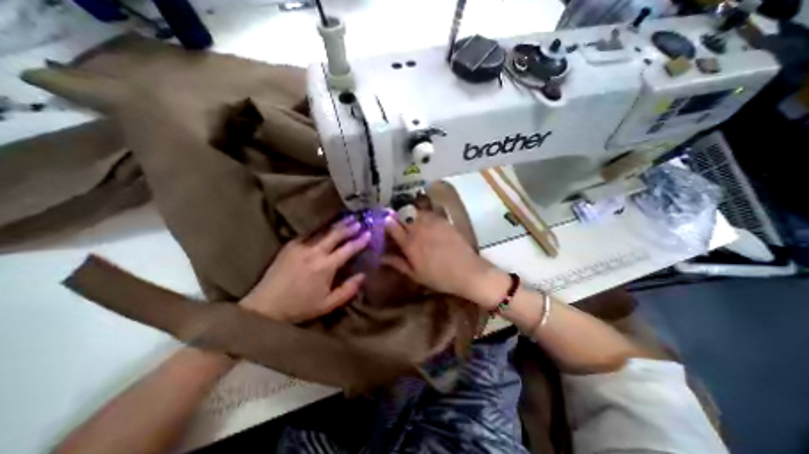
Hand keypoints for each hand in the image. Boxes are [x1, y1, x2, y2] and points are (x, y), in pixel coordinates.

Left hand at [241, 216, 369, 320]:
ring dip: (337, 224)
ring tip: (347, 218)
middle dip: (349, 227)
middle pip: (336, 235)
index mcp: (326, 266)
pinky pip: (308, 233)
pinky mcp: (290, 246)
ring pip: (323, 231)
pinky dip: (320, 228)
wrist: (265, 306)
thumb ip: (348, 290)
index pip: (348, 249)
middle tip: (359, 221)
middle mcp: (315, 252)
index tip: (369, 233)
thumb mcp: (328, 304)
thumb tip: (363, 276)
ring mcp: (301, 247)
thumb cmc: (300, 307)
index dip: (360, 241)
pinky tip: (325, 225)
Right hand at [382, 210, 499, 302]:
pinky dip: (423, 215)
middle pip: (402, 215)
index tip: (383, 224)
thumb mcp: (415, 274)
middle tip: (396, 223)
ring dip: (409, 214)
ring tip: (410, 221)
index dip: (385, 223)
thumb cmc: (439, 277)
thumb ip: (398, 263)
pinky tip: (425, 222)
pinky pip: (428, 213)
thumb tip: (382, 257)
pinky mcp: (443, 221)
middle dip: (396, 217)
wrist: (467, 271)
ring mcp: (432, 223)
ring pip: (415, 211)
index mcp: (409, 244)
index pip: (391, 226)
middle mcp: (419, 229)